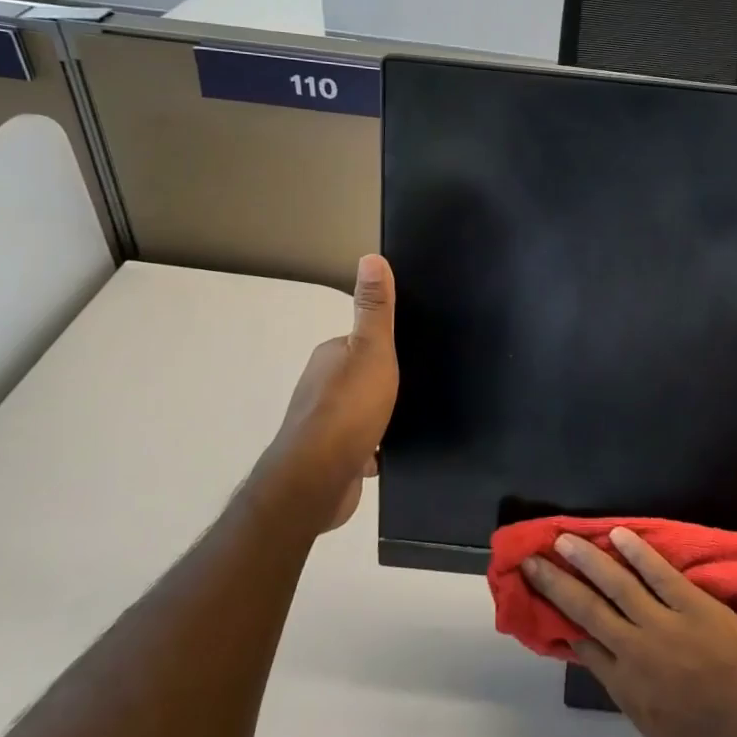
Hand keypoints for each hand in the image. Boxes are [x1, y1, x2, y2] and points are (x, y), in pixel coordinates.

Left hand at [256, 254, 396, 532]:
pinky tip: (394, 452)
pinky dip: (375, 447)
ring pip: (361, 412)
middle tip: (419, 386)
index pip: (362, 342)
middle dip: (385, 382)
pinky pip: (361, 444)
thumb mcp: (372, 350)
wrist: (318, 480)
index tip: (413, 353)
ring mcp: (323, 424)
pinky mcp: (331, 457)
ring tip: (411, 417)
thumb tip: (371, 257)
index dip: (386, 347)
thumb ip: (375, 309)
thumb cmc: (348, 408)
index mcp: (330, 356)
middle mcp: (321, 386)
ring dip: (381, 416)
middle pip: (361, 376)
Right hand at [522, 527, 736, 736]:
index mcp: (625, 684)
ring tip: (563, 540)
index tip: (540, 595)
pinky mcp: (695, 605)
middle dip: (556, 583)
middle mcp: (636, 650)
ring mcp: (666, 625)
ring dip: (587, 560)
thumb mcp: (652, 726)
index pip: (582, 643)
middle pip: (587, 609)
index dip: (558, 618)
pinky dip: (638, 552)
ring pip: (617, 584)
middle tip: (532, 560)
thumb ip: (621, 687)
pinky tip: (618, 534)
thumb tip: (592, 652)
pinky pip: (660, 573)